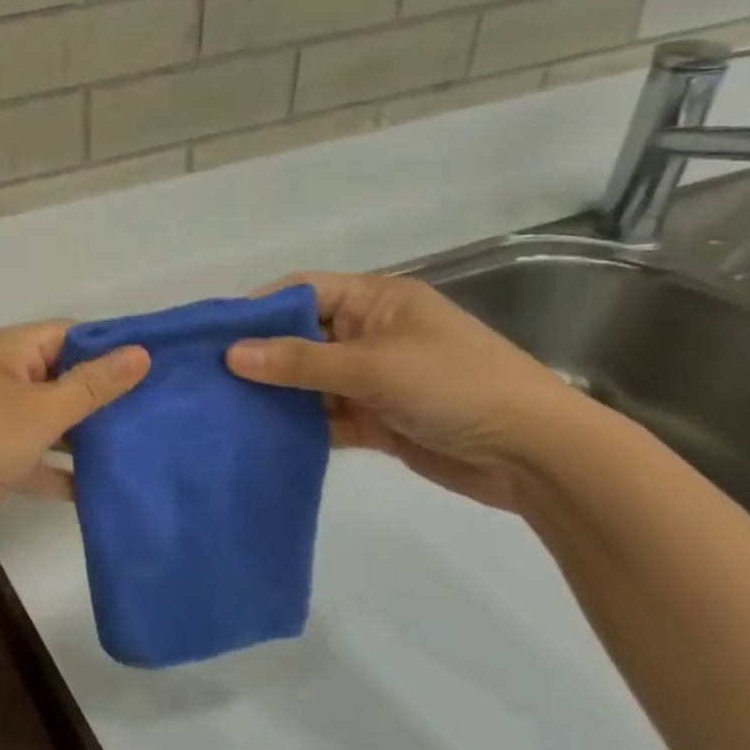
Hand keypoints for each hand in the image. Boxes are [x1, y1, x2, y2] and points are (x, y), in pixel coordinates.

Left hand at [0, 322, 149, 558]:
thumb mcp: (42, 409)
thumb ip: (92, 384)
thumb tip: (140, 351)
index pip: (64, 334)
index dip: (108, 347)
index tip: (155, 366)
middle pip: (54, 375)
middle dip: (99, 394)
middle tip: (155, 411)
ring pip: (42, 418)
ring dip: (80, 434)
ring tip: (136, 447)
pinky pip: (27, 454)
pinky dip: (54, 468)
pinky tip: (94, 489)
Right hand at [226, 273, 587, 511]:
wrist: (540, 458)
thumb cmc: (457, 387)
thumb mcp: (373, 366)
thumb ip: (299, 361)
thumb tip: (230, 355)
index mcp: (377, 301)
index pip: (303, 291)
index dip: (258, 308)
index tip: (213, 334)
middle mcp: (371, 334)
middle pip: (300, 336)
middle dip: (260, 355)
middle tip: (209, 375)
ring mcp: (373, 378)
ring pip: (308, 379)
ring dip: (276, 394)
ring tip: (224, 406)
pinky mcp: (377, 418)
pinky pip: (325, 414)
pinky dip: (298, 424)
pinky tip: (261, 434)